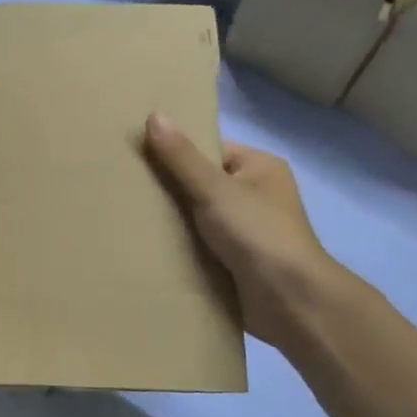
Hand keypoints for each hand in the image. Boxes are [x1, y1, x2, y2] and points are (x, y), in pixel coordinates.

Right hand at [143, 113, 343, 348]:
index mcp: (260, 168)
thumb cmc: (257, 234)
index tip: (137, 155)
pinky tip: (149, 246)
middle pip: (202, 184)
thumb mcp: (214, 189)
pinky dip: (181, 248)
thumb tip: (153, 114)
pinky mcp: (237, 263)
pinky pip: (201, 246)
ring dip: (173, 222)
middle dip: (170, 189)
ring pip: (199, 218)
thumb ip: (181, 157)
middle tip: (126, 188)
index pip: (210, 150)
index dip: (177, 152)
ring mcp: (248, 232)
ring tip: (129, 217)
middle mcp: (257, 196)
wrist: (291, 302)